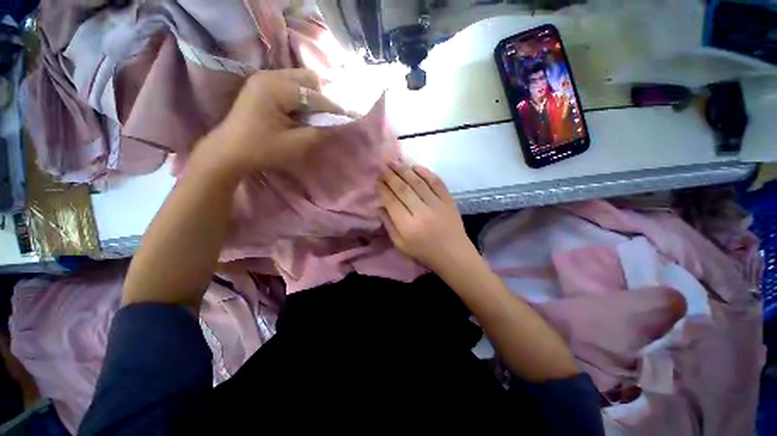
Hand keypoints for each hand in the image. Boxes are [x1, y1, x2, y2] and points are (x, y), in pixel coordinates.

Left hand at [196, 69, 345, 174]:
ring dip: (312, 97)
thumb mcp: (296, 144)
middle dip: (322, 97)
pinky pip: (290, 85)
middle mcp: (270, 75)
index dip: (333, 108)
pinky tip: (300, 112)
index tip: (347, 118)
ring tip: (313, 116)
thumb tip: (337, 122)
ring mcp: (264, 78)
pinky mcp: (262, 85)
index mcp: (276, 88)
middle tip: (326, 117)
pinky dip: (301, 97)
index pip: (314, 95)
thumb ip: (320, 131)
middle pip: (308, 78)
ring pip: (300, 80)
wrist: (229, 151)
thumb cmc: (263, 149)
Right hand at [378, 163, 475, 270]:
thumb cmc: (424, 252)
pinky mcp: (449, 200)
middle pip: (403, 189)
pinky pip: (436, 183)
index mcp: (408, 226)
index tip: (376, 179)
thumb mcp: (400, 244)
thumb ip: (389, 225)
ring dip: (405, 170)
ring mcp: (437, 204)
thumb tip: (380, 206)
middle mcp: (421, 212)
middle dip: (390, 175)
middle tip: (382, 164)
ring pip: (418, 183)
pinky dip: (426, 173)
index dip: (382, 189)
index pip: (391, 202)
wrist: (453, 254)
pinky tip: (416, 166)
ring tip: (394, 161)